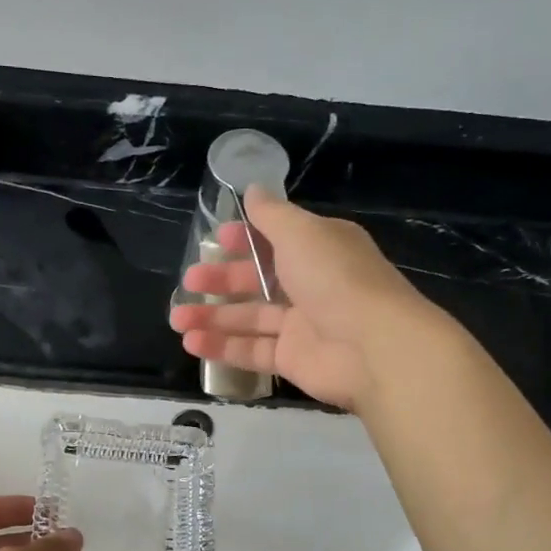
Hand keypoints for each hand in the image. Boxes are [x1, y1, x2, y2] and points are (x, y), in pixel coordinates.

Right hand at [169, 189, 432, 410]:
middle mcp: (312, 285)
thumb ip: (271, 215)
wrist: (374, 346)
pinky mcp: (293, 360)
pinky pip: (252, 351)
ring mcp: (302, 325)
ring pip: (250, 319)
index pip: (276, 240)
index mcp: (319, 249)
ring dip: (212, 317)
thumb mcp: (301, 233)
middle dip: (221, 279)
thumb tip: (251, 190)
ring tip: (176, 319)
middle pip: (258, 280)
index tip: (216, 240)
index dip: (245, 239)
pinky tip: (191, 343)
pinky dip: (222, 347)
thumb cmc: (336, 278)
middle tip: (188, 282)